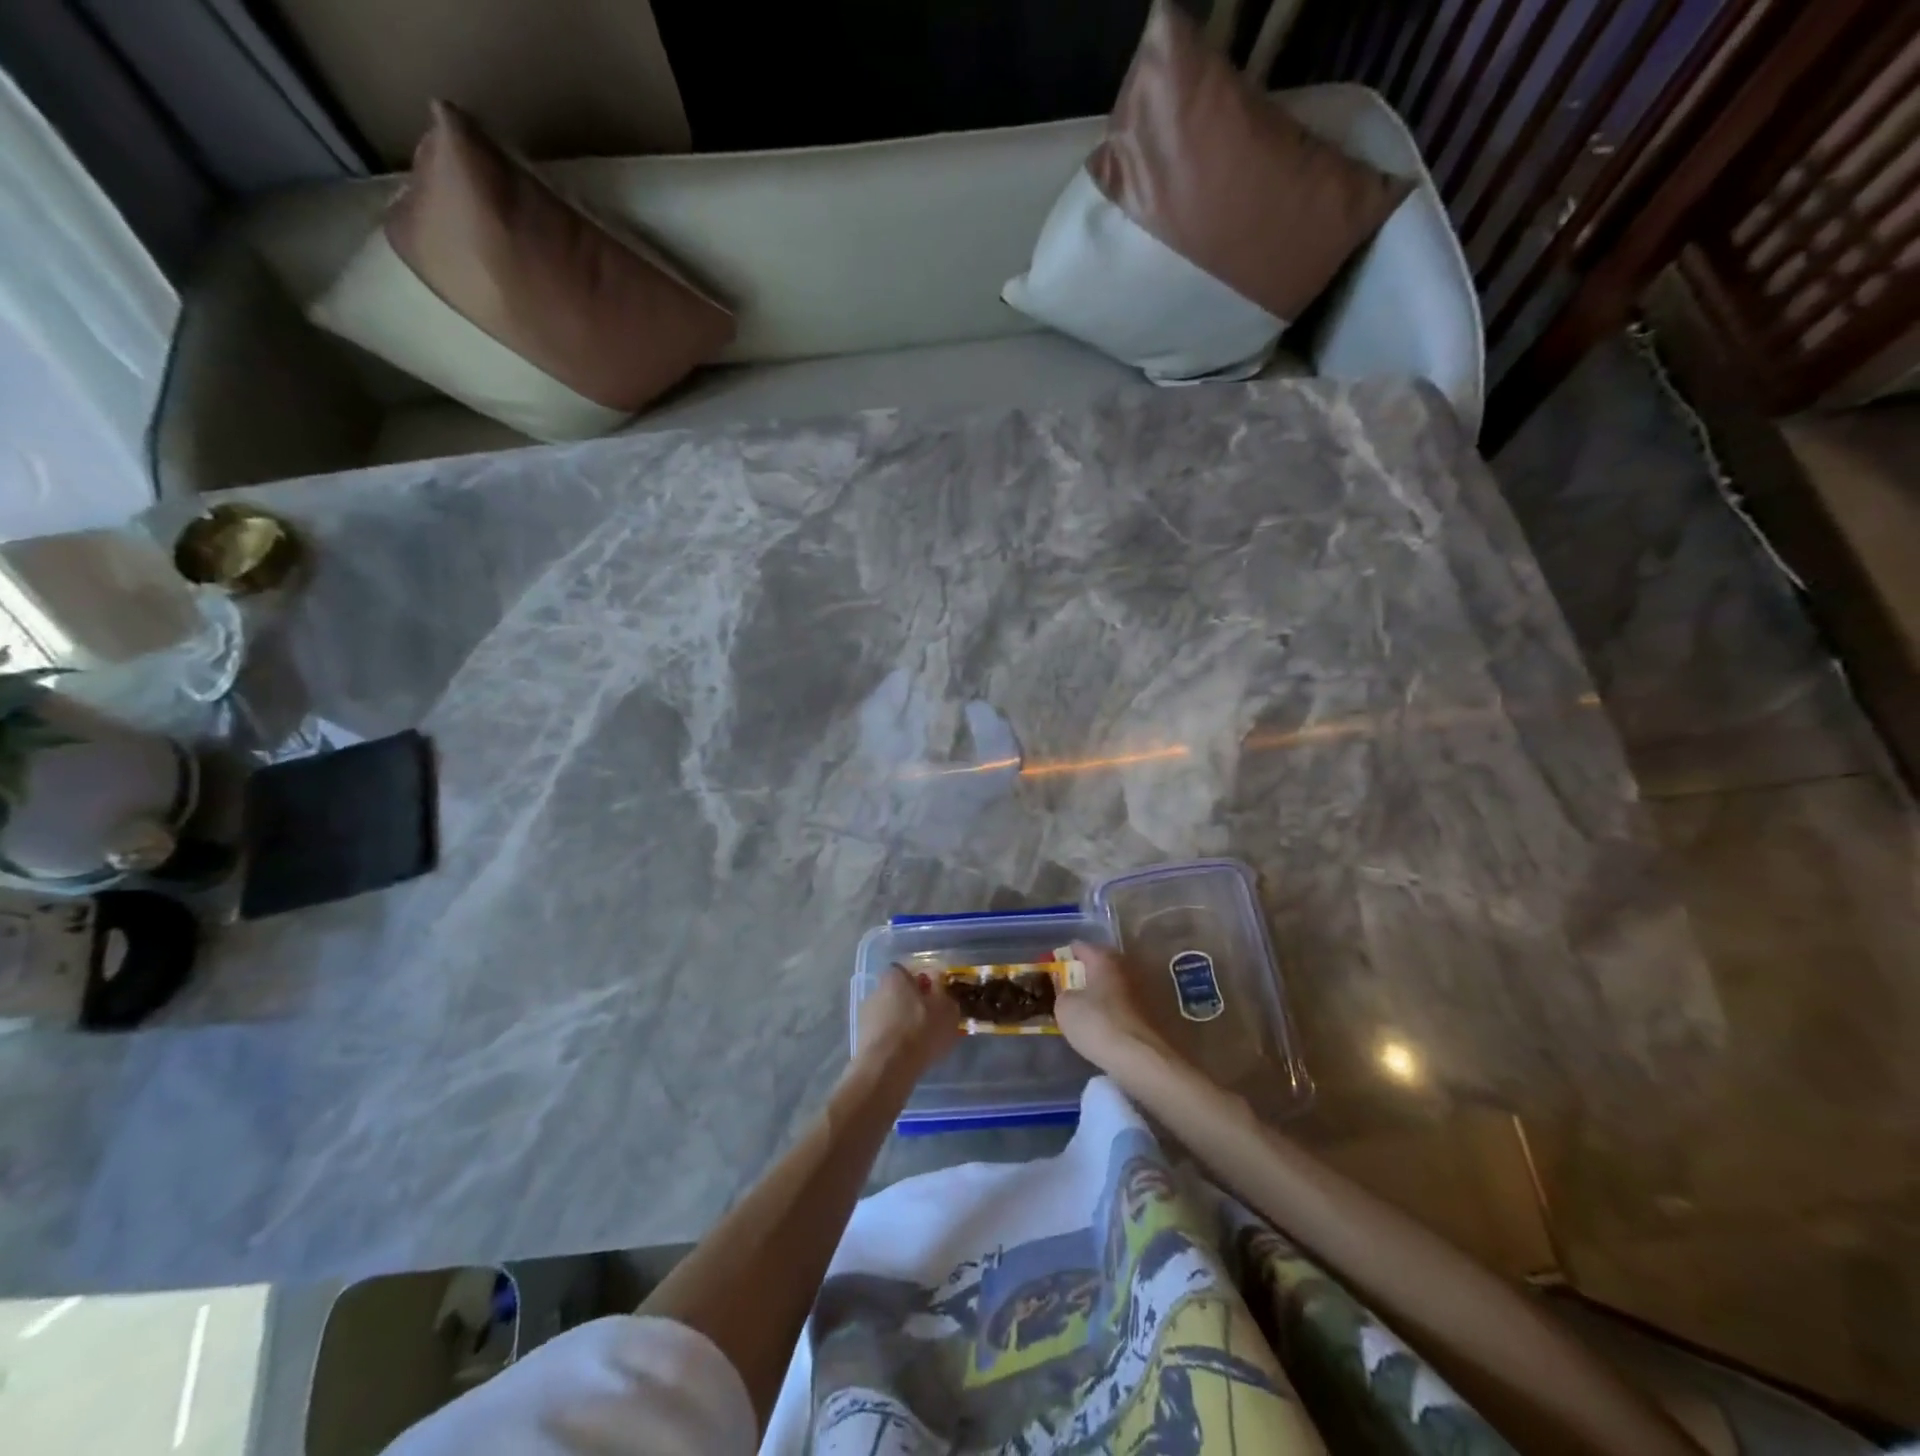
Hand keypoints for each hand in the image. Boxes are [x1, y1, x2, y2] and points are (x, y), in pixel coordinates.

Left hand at [854, 964, 962, 1081]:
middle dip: (912, 1004)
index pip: (907, 971)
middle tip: (931, 1020)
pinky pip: (884, 1035)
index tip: (934, 997)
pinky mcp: (862, 1040)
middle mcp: (876, 990)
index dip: (922, 983)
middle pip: (898, 993)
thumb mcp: (946, 1009)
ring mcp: (866, 1016)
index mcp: (894, 977)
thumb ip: (944, 992)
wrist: (887, 1068)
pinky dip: (894, 1042)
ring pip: (891, 1015)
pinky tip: (907, 1055)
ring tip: (921, 1042)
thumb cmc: (920, 1030)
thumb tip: (939, 984)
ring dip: (903, 1024)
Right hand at [1054, 941, 1176, 1075]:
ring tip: (1090, 1011)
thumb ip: (1063, 993)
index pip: (1079, 947)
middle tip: (1071, 991)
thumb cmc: (1099, 1025)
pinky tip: (1110, 1025)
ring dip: (1105, 993)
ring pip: (1118, 983)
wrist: (1144, 1059)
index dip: (1062, 958)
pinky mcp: (1158, 1010)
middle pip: (1101, 964)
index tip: (1052, 972)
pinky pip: (1130, 1003)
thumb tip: (1071, 994)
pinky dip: (1119, 1009)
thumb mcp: (1065, 1009)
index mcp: (1105, 958)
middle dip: (1086, 974)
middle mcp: (1129, 964)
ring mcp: (1147, 986)